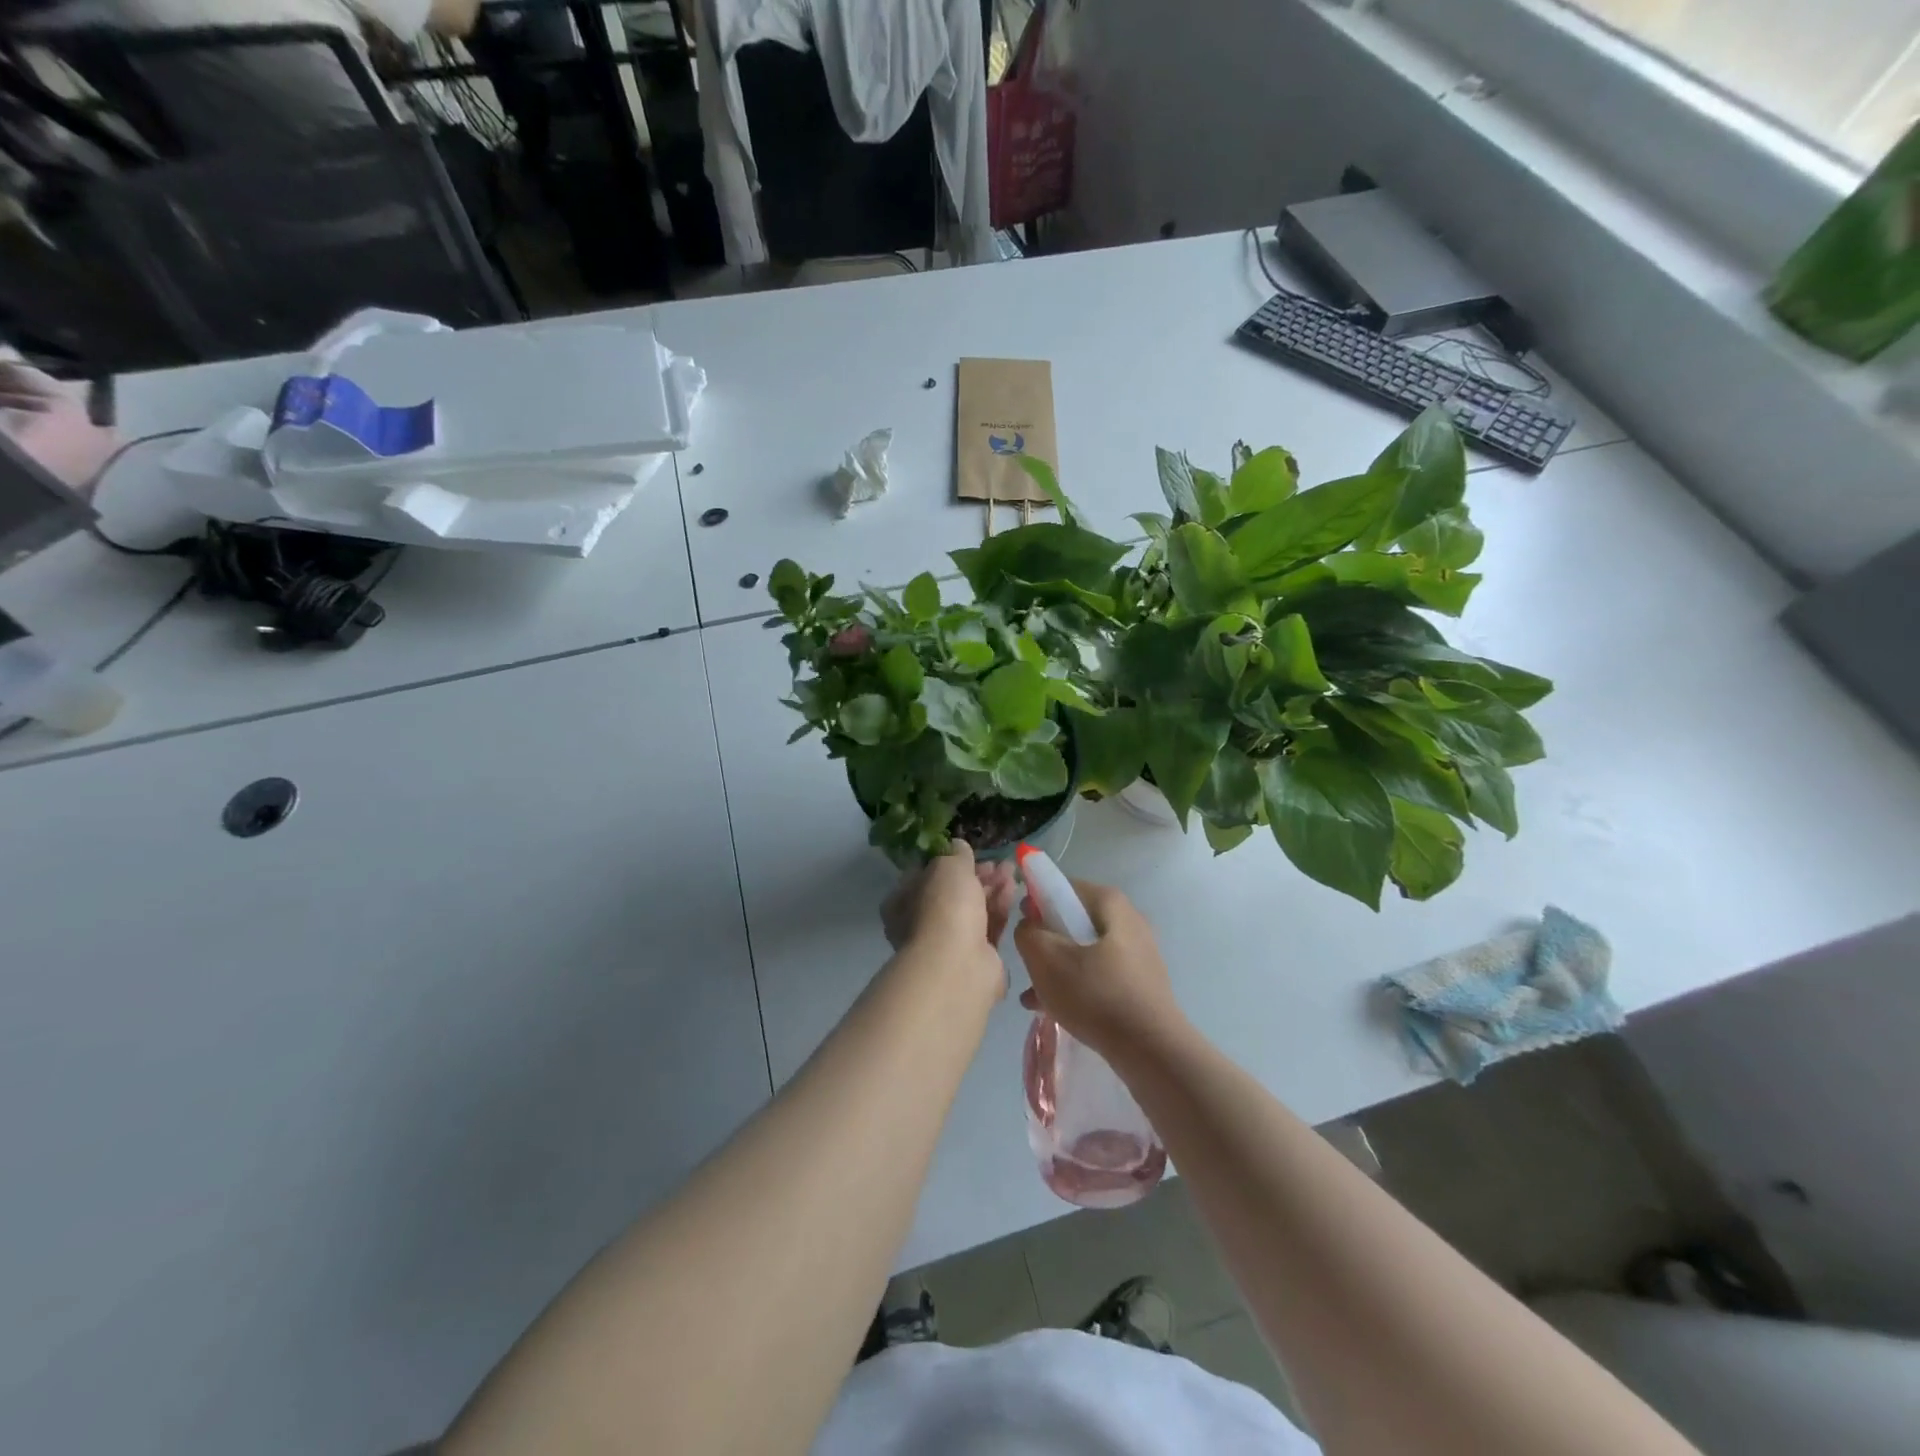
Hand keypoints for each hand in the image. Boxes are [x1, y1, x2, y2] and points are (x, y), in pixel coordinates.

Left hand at [882, 842, 1017, 984]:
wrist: (959, 965)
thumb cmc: (943, 908)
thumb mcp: (948, 867)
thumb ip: (955, 854)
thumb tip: (957, 845)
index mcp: (902, 903)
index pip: (924, 876)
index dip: (948, 862)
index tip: (969, 853)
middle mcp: (920, 924)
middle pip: (952, 893)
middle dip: (977, 875)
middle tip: (998, 863)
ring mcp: (948, 944)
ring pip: (973, 909)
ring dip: (992, 888)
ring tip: (1011, 870)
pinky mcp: (975, 958)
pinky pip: (988, 927)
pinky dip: (999, 907)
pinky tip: (1012, 890)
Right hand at [1015, 880, 1183, 1061]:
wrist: (1151, 1050)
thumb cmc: (1095, 994)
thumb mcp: (1046, 959)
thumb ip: (1028, 933)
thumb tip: (1030, 926)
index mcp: (1110, 903)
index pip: (1064, 886)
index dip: (1036, 901)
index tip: (1021, 926)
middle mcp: (1129, 920)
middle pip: (1074, 920)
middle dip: (1046, 941)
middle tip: (1028, 964)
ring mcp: (1138, 953)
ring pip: (1085, 951)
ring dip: (1057, 968)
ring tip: (1033, 995)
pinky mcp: (1141, 983)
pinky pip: (1099, 974)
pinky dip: (1077, 985)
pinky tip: (1053, 1010)